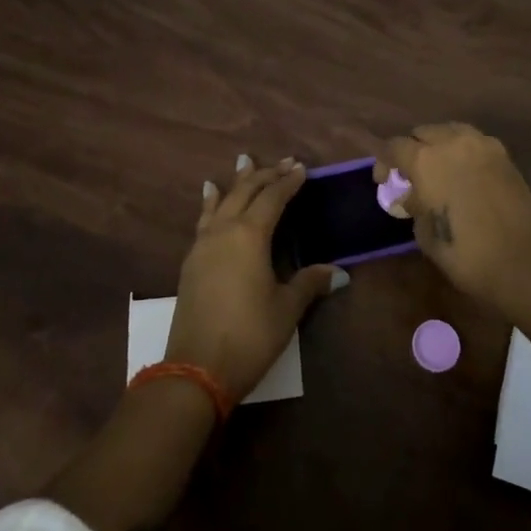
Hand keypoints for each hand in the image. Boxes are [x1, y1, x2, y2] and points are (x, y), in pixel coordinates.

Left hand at [166, 154, 345, 402]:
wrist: (195, 369)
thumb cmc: (249, 335)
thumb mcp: (286, 309)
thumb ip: (310, 283)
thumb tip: (339, 272)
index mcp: (250, 235)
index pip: (273, 197)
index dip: (288, 182)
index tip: (302, 168)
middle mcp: (224, 231)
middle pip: (246, 191)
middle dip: (266, 175)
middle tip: (284, 163)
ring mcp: (203, 245)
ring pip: (222, 200)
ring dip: (237, 181)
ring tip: (244, 161)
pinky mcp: (191, 261)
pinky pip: (204, 219)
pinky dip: (211, 202)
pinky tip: (210, 195)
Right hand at [377, 123, 530, 308]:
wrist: (524, 260)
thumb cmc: (467, 254)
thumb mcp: (426, 235)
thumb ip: (415, 206)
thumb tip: (414, 195)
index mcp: (426, 160)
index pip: (394, 147)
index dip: (384, 163)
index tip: (384, 183)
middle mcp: (452, 142)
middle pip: (422, 132)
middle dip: (413, 150)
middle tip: (412, 176)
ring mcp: (481, 144)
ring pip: (450, 131)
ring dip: (439, 145)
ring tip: (440, 169)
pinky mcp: (504, 154)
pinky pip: (474, 141)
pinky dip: (463, 151)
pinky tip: (465, 173)